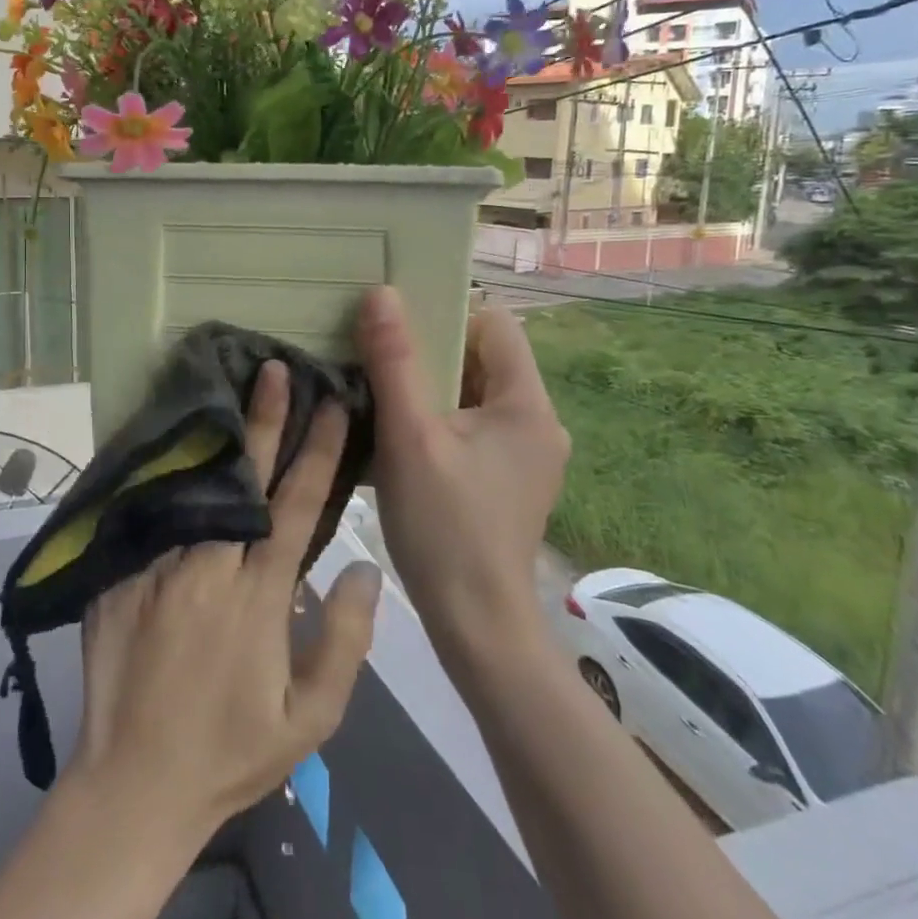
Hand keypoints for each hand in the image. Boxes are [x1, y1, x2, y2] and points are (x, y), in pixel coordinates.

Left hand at [67, 360, 382, 844]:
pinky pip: (148, 514)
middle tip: (273, 370)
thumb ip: (345, 640)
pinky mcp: (119, 578)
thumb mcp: (311, 720)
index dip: (318, 451)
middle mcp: (208, 568)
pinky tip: (174, 444)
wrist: (133, 787)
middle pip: (243, 479)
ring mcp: (157, 568)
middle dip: (264, 419)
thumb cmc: (232, 753)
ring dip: (215, 438)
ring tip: (225, 389)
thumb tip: (366, 566)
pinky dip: (166, 476)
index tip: (332, 404)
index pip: (297, 506)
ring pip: (192, 487)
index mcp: (258, 597)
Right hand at [356, 287, 569, 658]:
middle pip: (483, 358)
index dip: (446, 314)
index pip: (493, 324)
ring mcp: (528, 454)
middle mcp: (539, 422)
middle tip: (378, 357)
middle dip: (431, 353)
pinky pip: (475, 427)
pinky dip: (441, 420)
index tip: (397, 327)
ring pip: (475, 394)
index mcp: (527, 403)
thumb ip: (394, 362)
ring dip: (431, 388)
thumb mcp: (409, 437)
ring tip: (382, 392)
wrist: (476, 625)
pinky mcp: (512, 479)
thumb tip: (381, 294)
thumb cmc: (444, 526)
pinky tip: (403, 436)